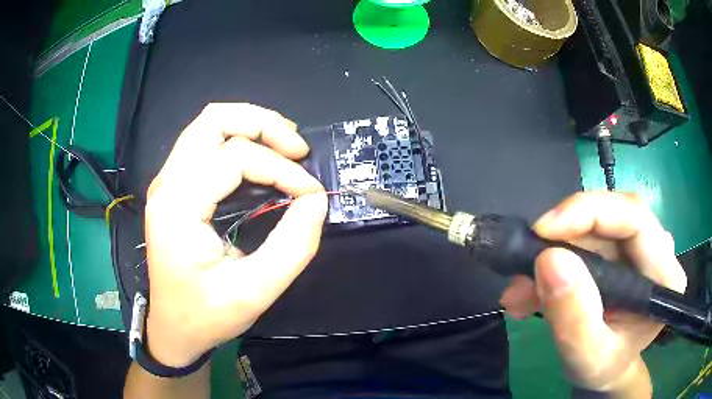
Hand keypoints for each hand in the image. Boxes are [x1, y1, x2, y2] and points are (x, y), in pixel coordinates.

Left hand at [144, 103, 326, 367]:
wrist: (173, 328)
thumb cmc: (206, 315)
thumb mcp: (254, 292)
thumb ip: (292, 246)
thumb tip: (315, 202)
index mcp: (178, 207)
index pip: (234, 158)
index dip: (281, 169)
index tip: (311, 195)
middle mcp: (167, 184)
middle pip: (213, 119)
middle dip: (263, 123)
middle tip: (298, 149)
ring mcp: (167, 182)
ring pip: (208, 124)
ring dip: (251, 126)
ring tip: (285, 148)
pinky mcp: (174, 187)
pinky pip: (205, 143)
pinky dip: (239, 139)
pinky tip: (261, 158)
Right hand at [500, 192, 686, 396]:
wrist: (602, 370)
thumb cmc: (602, 367)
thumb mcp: (586, 356)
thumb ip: (574, 317)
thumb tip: (549, 259)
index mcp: (664, 276)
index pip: (635, 219)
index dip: (590, 212)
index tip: (543, 231)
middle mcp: (656, 250)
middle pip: (612, 215)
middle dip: (564, 234)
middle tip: (525, 261)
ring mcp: (636, 247)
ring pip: (593, 226)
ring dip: (552, 252)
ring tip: (520, 292)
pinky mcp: (617, 249)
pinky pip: (583, 239)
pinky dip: (552, 260)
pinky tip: (530, 290)